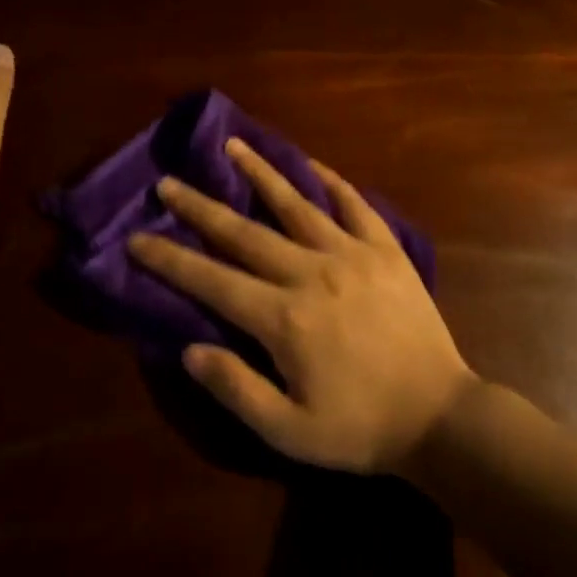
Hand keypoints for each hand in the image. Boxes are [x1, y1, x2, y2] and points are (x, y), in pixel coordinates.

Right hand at [128, 140, 475, 473]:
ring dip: (260, 173)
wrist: (439, 415)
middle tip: (168, 182)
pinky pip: (354, 204)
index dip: (170, 260)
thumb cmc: (360, 428)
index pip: (212, 281)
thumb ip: (236, 388)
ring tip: (232, 146)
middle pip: (245, 232)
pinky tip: (311, 164)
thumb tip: (188, 350)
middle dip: (200, 207)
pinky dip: (330, 181)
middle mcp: (311, 272)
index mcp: (283, 318)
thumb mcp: (289, 431)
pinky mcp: (385, 248)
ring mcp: (351, 253)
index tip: (137, 237)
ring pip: (296, 204)